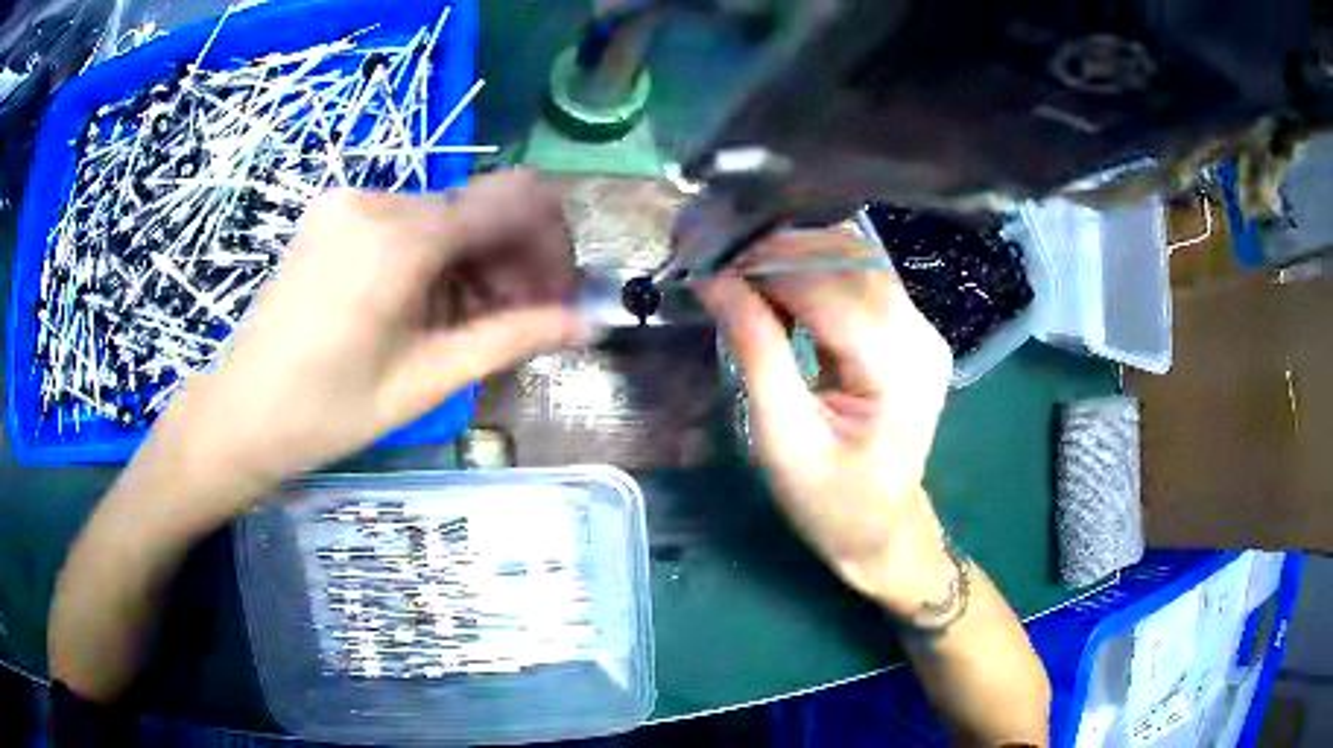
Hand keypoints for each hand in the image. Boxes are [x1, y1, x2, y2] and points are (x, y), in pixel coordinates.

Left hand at [155, 170, 586, 502]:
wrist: (241, 411)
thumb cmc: (327, 411)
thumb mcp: (425, 381)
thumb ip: (510, 339)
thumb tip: (584, 323)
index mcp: (401, 237)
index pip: (517, 200)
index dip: (554, 245)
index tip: (558, 298)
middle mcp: (379, 198)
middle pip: (483, 206)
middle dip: (517, 260)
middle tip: (521, 321)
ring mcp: (352, 201)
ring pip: (449, 214)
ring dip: (478, 262)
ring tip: (471, 323)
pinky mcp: (337, 213)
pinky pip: (412, 221)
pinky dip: (438, 257)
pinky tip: (428, 305)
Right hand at [696, 228, 954, 615]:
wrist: (880, 529)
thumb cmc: (829, 501)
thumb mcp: (781, 438)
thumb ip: (755, 351)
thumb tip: (714, 280)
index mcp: (896, 368)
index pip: (829, 286)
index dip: (766, 264)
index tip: (708, 259)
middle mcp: (920, 335)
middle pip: (849, 259)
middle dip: (780, 250)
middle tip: (720, 261)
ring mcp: (922, 329)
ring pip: (858, 258)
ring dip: (797, 254)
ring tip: (743, 270)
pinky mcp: (911, 330)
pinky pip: (863, 279)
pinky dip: (816, 271)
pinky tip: (780, 286)